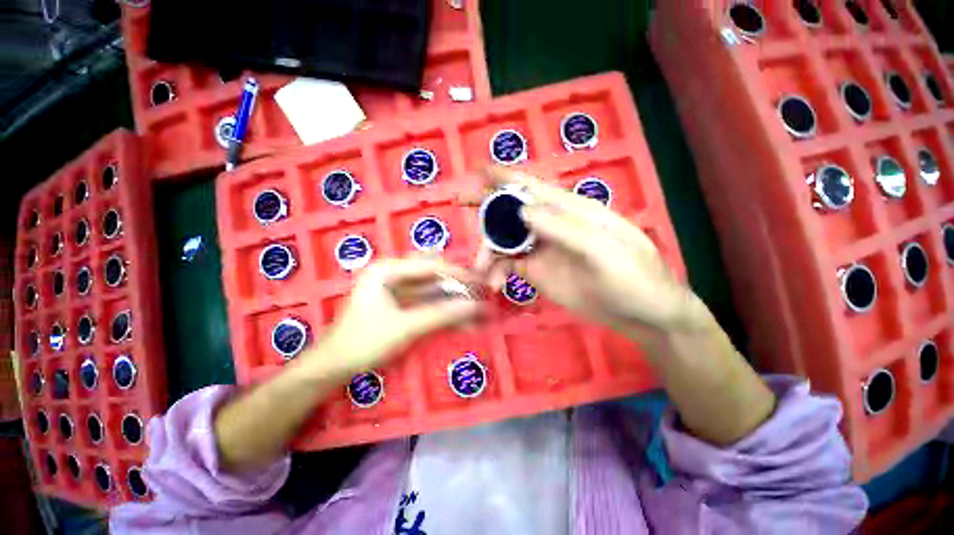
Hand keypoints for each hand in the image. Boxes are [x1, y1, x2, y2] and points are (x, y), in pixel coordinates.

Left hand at [315, 258, 481, 373]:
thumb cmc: (363, 342)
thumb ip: (441, 315)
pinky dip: (444, 312)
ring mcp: (397, 290)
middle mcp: (393, 274)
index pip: (431, 265)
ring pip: (433, 291)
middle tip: (480, 294)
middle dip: (458, 287)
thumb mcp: (405, 327)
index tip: (480, 283)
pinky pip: (427, 304)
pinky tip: (461, 321)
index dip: (458, 274)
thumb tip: (475, 307)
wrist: (333, 367)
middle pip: (434, 276)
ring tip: (476, 310)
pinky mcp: (400, 305)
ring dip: (454, 301)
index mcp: (388, 270)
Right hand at [473, 167, 706, 339]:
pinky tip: (493, 285)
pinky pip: (509, 265)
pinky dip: (496, 271)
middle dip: (486, 207)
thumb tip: (523, 209)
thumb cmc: (633, 278)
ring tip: (482, 272)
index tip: (476, 171)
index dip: (505, 176)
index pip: (533, 187)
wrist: (641, 315)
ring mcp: (542, 249)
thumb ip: (565, 229)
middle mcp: (552, 225)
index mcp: (571, 211)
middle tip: (460, 204)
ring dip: (489, 251)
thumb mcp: (605, 251)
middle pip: (512, 210)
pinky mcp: (537, 271)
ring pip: (505, 240)